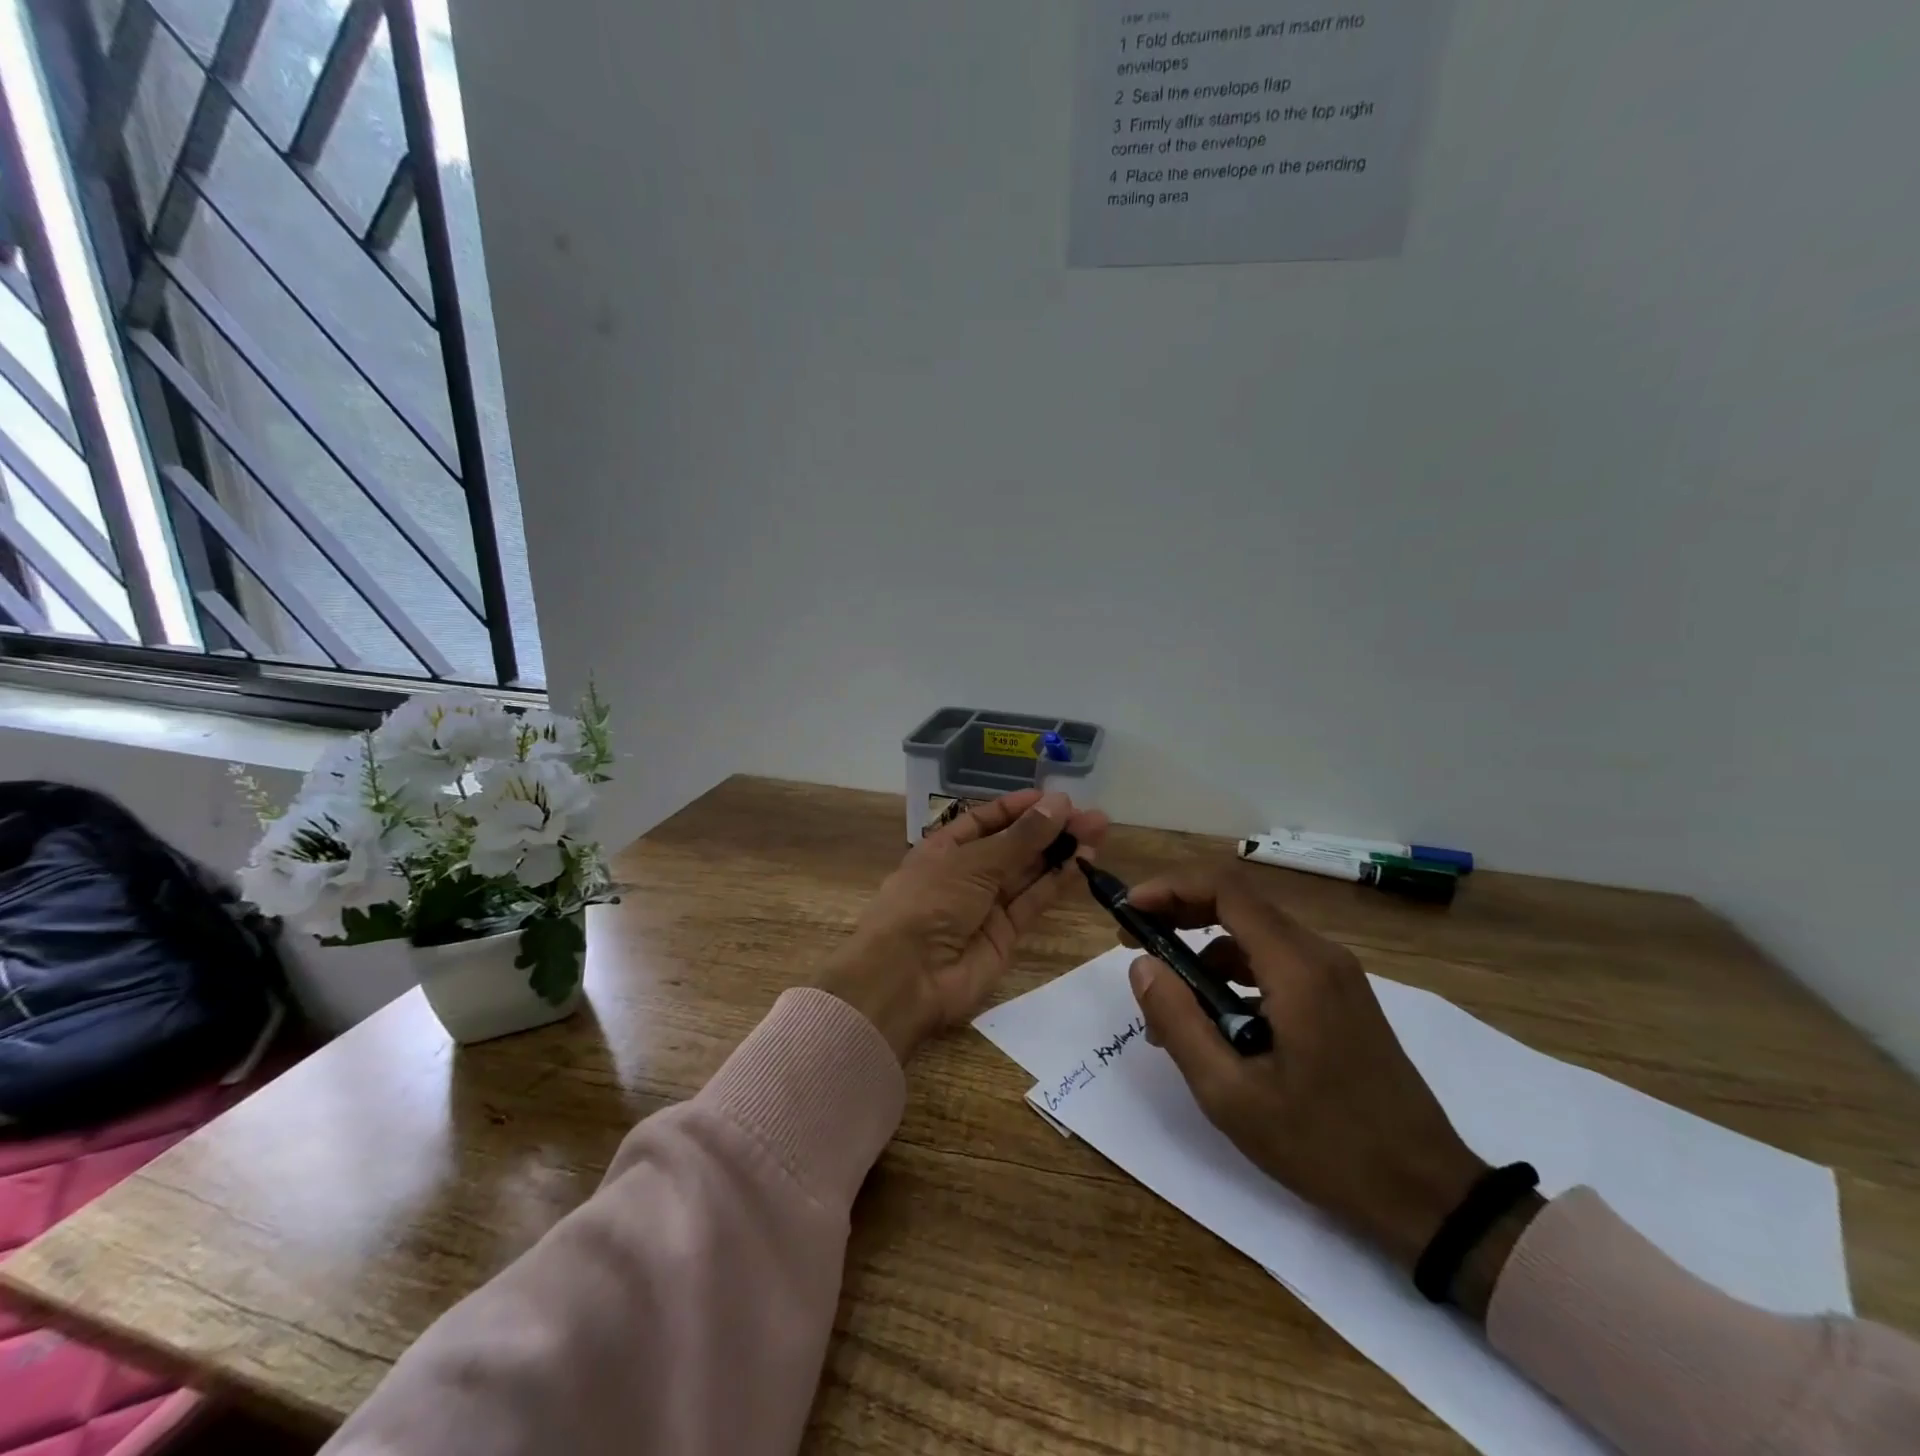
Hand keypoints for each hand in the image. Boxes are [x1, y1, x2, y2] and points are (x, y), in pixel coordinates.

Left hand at [815, 789, 1110, 1061]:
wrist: (907, 977)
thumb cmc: (929, 903)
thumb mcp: (973, 862)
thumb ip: (1021, 837)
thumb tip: (1059, 803)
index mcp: (944, 848)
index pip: (986, 820)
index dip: (1018, 808)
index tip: (1055, 798)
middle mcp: (966, 873)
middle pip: (1013, 845)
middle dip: (1050, 829)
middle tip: (1091, 817)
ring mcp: (986, 905)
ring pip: (1028, 872)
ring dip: (1061, 852)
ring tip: (1098, 832)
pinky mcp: (1005, 934)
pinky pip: (1033, 901)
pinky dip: (1057, 882)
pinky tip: (1083, 862)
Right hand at [1122, 865, 1488, 1274]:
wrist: (1428, 1193)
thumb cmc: (1324, 1146)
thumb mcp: (1231, 1094)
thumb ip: (1178, 1022)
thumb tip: (1142, 966)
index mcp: (1297, 968)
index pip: (1225, 890)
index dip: (1170, 888)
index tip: (1130, 912)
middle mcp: (1320, 955)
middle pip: (1239, 903)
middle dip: (1179, 912)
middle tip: (1135, 942)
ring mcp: (1336, 975)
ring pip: (1255, 934)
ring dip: (1204, 950)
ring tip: (1168, 1001)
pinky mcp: (1341, 996)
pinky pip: (1276, 962)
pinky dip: (1234, 973)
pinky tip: (1215, 1021)